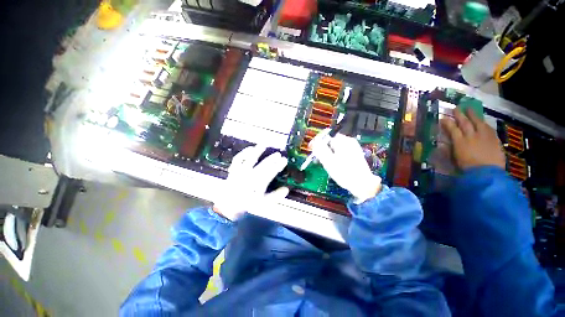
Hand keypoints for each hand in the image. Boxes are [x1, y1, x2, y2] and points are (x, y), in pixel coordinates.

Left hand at [212, 145, 288, 220]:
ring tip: (264, 144)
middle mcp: (250, 176)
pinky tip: (250, 149)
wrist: (228, 207)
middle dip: (272, 159)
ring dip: (257, 151)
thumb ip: (275, 196)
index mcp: (258, 184)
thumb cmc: (247, 205)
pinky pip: (238, 159)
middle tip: (278, 154)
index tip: (284, 160)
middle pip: (263, 165)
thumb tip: (286, 189)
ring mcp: (240, 171)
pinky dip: (244, 152)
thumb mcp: (263, 203)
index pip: (271, 172)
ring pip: (250, 159)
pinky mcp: (234, 170)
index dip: (278, 165)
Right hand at [310, 130, 381, 203]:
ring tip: (325, 163)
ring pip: (335, 147)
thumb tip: (314, 142)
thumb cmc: (344, 173)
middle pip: (331, 142)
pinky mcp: (354, 155)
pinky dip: (335, 156)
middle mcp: (349, 142)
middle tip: (318, 159)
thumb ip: (320, 150)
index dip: (318, 142)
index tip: (312, 150)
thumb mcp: (329, 161)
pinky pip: (340, 152)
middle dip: (323, 149)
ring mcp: (353, 148)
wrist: (362, 184)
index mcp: (344, 141)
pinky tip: (334, 164)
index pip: (327, 136)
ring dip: (328, 153)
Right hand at [440, 108, 504, 169]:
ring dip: (473, 115)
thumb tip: (446, 144)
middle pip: (465, 123)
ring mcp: (484, 137)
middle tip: (457, 108)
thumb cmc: (467, 169)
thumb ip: (451, 150)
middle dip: (460, 115)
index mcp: (459, 142)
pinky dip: (484, 124)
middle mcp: (471, 136)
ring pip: (478, 123)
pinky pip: (488, 128)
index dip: (447, 123)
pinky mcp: (494, 140)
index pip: (452, 129)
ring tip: (470, 109)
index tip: (443, 118)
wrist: (486, 174)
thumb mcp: (455, 159)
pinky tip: (483, 122)